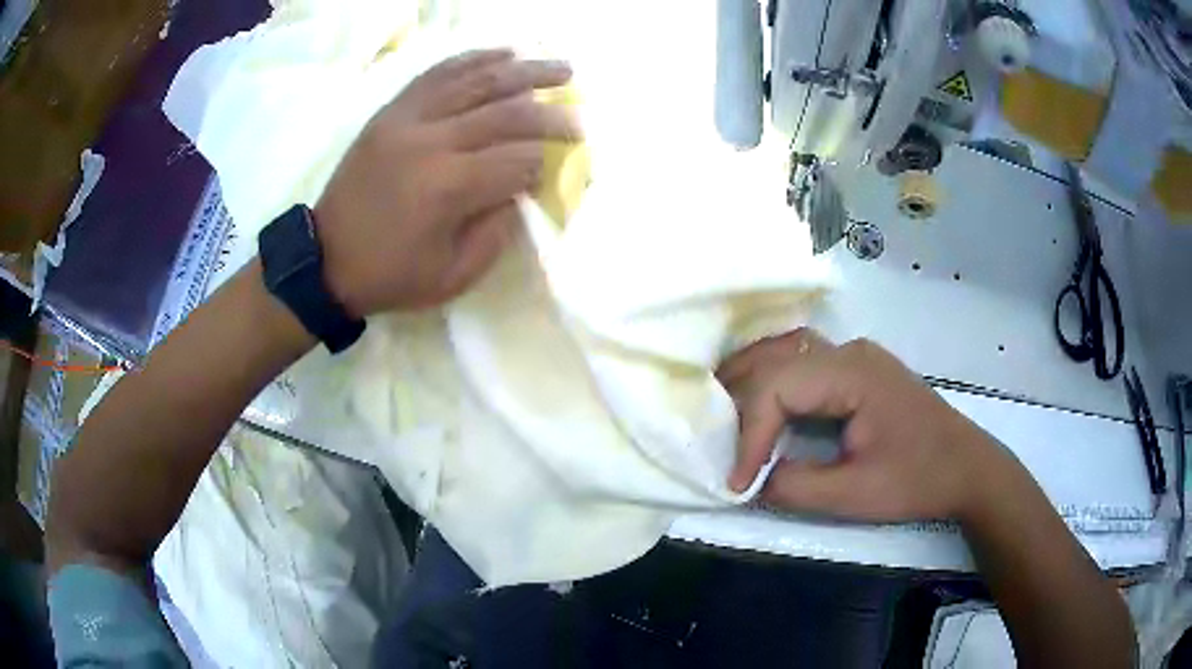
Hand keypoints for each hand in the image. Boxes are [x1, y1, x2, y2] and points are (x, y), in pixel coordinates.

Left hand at [314, 49, 578, 316]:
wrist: (325, 261)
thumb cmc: (391, 275)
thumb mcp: (453, 276)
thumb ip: (496, 231)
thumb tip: (521, 189)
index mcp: (448, 188)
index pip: (518, 160)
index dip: (546, 162)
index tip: (560, 167)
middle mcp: (431, 142)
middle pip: (505, 113)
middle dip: (551, 114)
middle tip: (579, 114)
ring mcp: (407, 120)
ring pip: (475, 82)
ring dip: (524, 71)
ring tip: (559, 67)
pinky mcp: (391, 112)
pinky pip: (437, 74)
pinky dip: (473, 60)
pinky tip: (503, 53)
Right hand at [717, 329, 1014, 522]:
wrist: (968, 468)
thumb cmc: (918, 479)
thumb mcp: (854, 494)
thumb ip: (794, 486)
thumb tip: (750, 481)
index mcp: (853, 372)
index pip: (779, 387)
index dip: (749, 433)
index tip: (737, 480)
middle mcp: (849, 350)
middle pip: (776, 359)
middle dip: (739, 401)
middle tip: (716, 444)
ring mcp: (855, 355)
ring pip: (785, 352)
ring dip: (750, 382)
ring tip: (724, 419)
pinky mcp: (858, 369)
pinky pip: (802, 363)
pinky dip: (772, 381)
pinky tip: (760, 406)